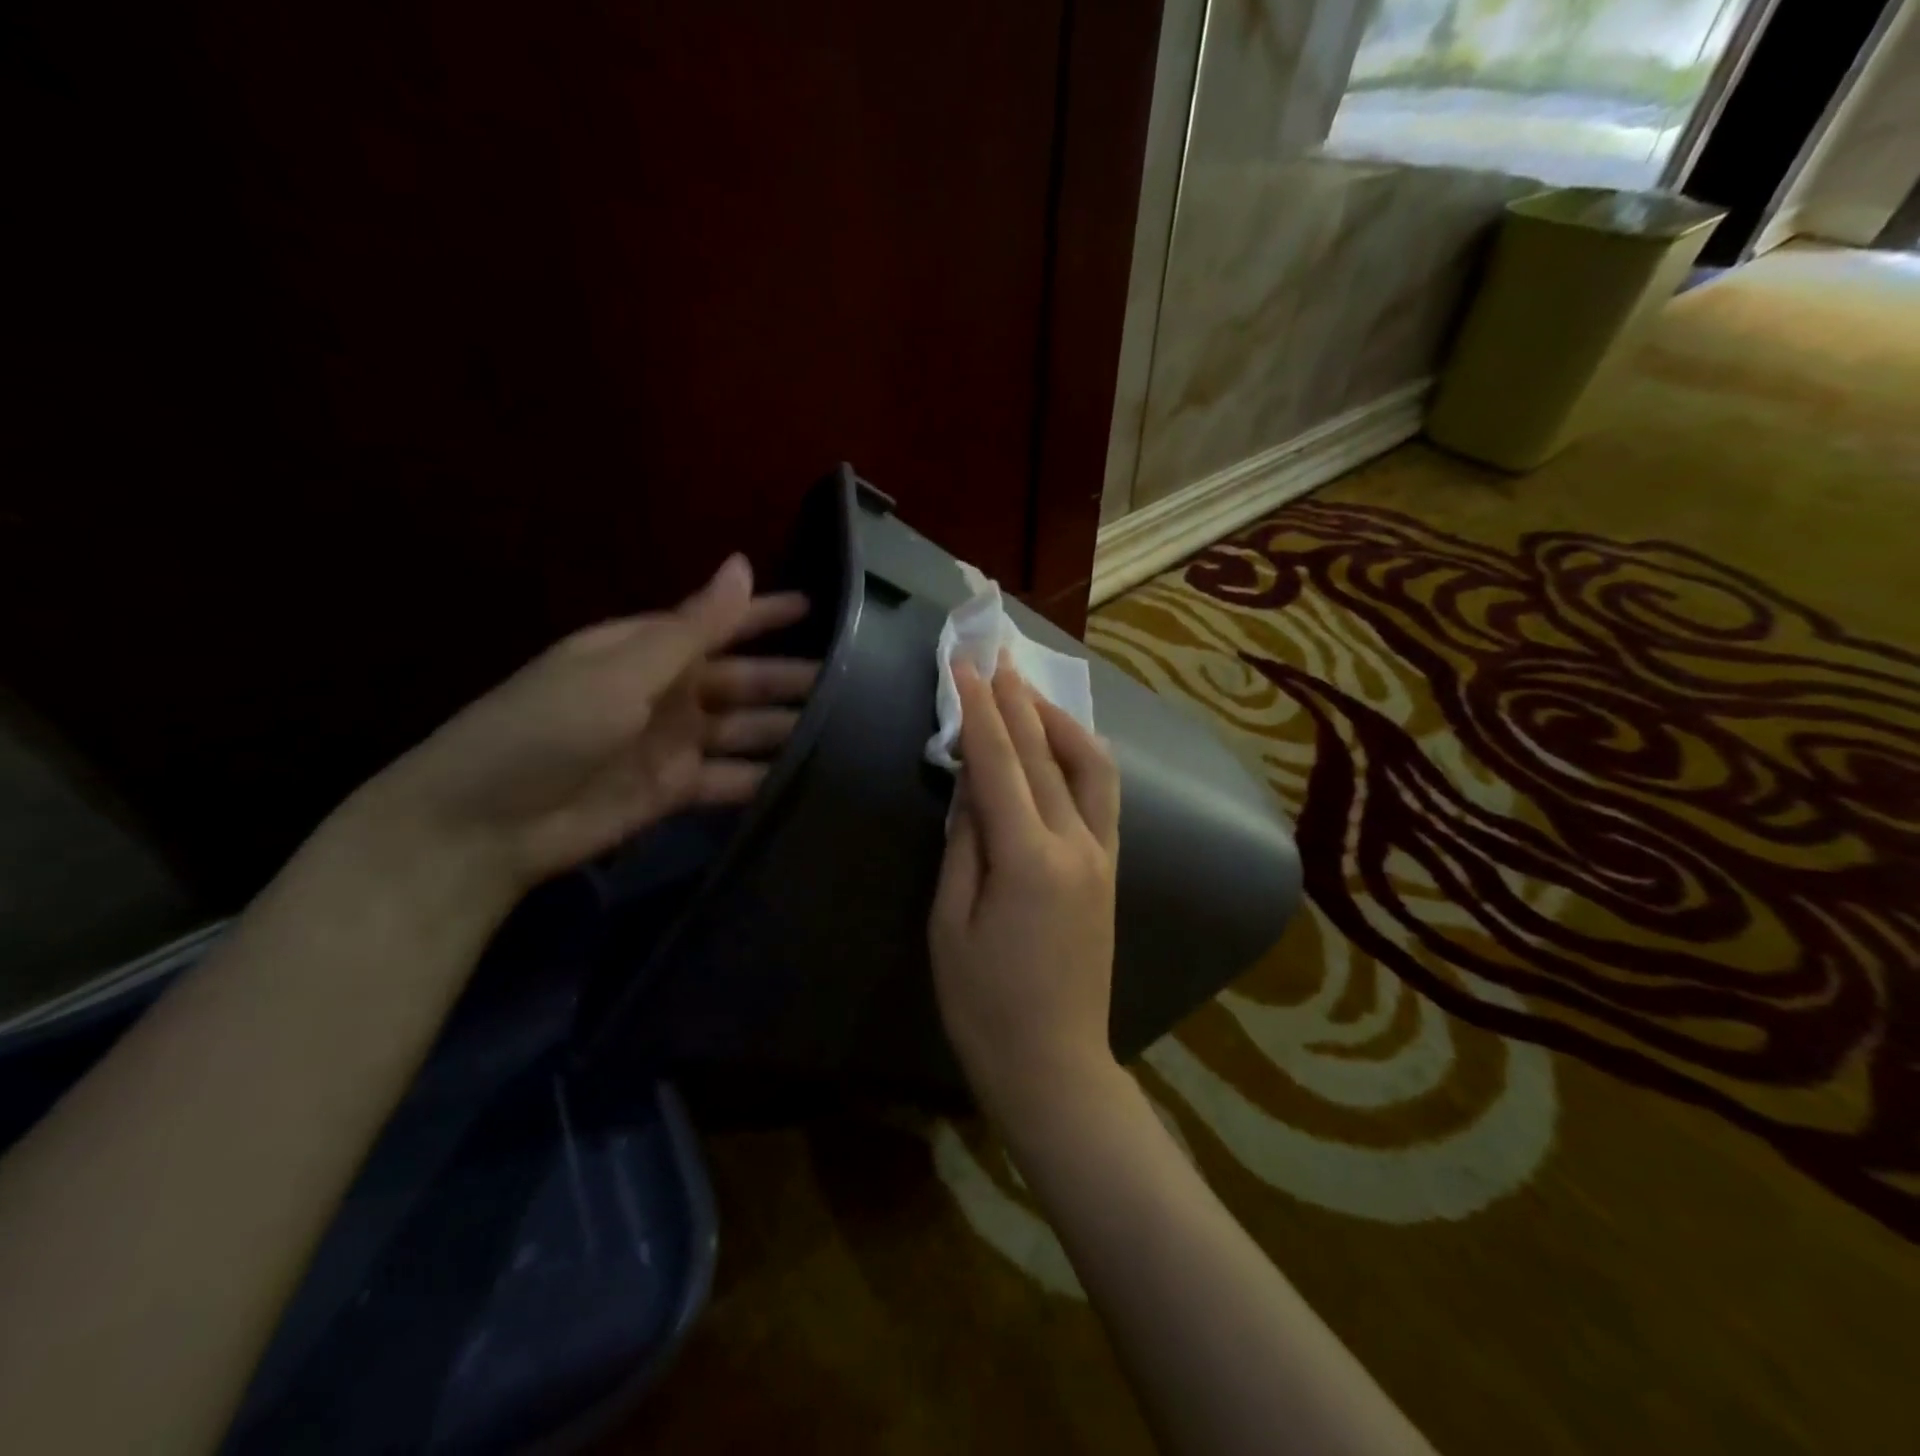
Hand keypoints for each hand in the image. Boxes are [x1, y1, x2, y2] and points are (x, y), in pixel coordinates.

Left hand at [365, 553, 813, 897]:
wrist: (484, 826)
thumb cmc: (545, 729)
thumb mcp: (620, 670)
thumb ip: (691, 627)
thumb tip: (742, 564)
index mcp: (645, 650)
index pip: (718, 623)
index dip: (765, 614)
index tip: (819, 609)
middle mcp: (664, 692)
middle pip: (741, 680)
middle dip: (789, 679)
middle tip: (853, 683)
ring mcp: (671, 744)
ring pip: (743, 730)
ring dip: (784, 730)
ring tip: (843, 732)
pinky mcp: (674, 792)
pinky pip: (730, 778)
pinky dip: (763, 778)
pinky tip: (803, 779)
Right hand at [930, 659, 1121, 1116]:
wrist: (1055, 1062)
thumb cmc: (985, 1004)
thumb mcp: (951, 923)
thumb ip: (965, 845)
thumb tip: (971, 787)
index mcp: (1029, 859)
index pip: (1000, 764)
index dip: (978, 712)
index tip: (964, 666)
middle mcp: (1077, 844)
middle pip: (1045, 754)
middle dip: (1017, 699)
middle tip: (997, 654)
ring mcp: (1103, 855)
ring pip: (1090, 766)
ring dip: (1058, 720)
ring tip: (1029, 691)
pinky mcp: (1112, 869)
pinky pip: (1103, 795)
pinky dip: (1083, 756)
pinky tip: (1065, 742)